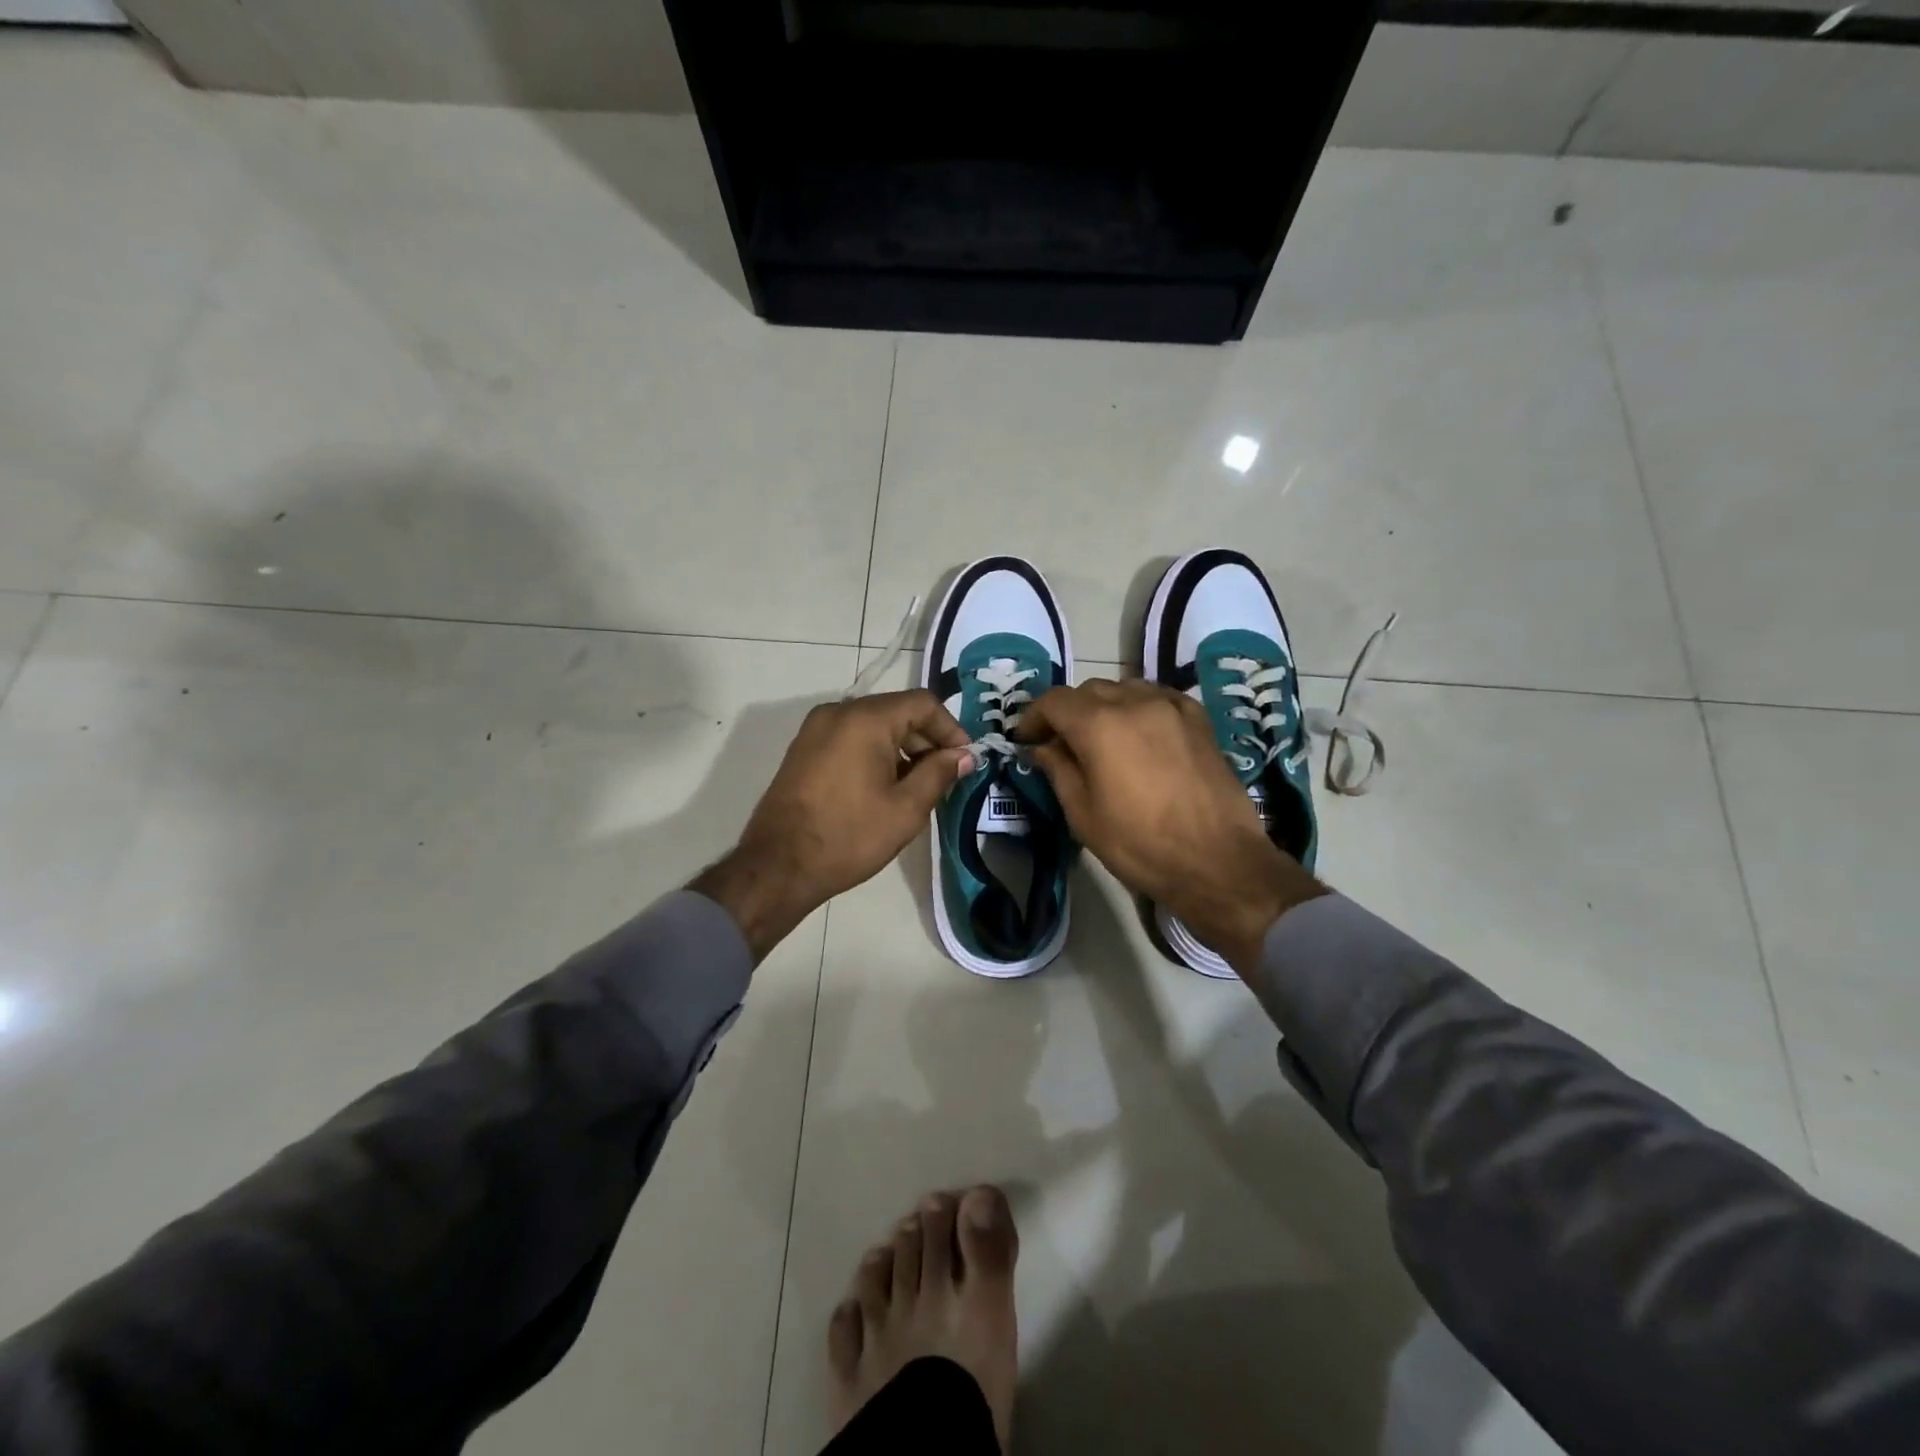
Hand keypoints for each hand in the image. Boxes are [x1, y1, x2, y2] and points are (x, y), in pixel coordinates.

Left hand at [694, 691, 972, 960]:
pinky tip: (883, 787)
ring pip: (872, 724)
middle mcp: (838, 712)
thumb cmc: (849, 836)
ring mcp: (815, 729)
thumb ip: (939, 774)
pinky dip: (874, 752)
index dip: (950, 728)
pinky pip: (850, 737)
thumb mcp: (906, 809)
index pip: (922, 703)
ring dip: (901, 747)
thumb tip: (963, 755)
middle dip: (926, 739)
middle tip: (945, 775)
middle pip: (896, 711)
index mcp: (865, 719)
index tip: (964, 760)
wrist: (778, 865)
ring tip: (916, 786)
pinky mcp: (803, 749)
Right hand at [1018, 679, 1324, 974]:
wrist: (1218, 861)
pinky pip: (1157, 697)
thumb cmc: (1140, 844)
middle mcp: (1134, 703)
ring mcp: (1171, 706)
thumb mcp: (1083, 815)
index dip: (1033, 717)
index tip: (1026, 739)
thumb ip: (1058, 770)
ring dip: (1103, 706)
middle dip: (1067, 712)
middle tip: (1059, 743)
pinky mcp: (1198, 718)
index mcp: (1099, 725)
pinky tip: (1138, 732)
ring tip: (1100, 737)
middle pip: (1089, 690)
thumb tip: (1042, 748)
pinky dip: (1138, 707)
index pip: (1054, 701)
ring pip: (1124, 689)